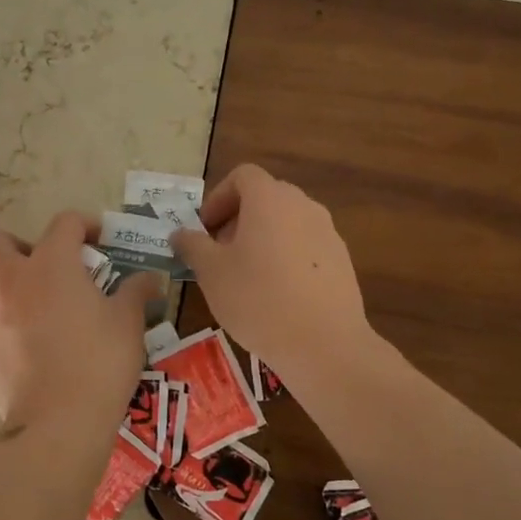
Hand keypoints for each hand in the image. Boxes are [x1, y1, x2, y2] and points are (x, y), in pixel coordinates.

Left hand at [0, 212, 155, 442]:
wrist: (56, 424)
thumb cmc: (99, 362)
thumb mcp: (129, 324)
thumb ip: (136, 292)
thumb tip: (148, 279)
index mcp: (52, 265)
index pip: (64, 222)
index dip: (86, 224)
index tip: (103, 242)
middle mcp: (16, 282)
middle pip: (0, 242)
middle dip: (22, 244)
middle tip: (51, 265)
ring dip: (23, 290)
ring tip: (55, 318)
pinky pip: (2, 325)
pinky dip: (19, 328)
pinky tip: (44, 354)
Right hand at [169, 165, 372, 384]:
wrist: (324, 343)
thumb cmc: (257, 298)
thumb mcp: (211, 272)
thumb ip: (192, 246)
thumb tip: (179, 234)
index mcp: (269, 198)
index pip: (242, 176)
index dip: (218, 198)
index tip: (205, 229)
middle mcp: (302, 205)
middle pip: (265, 197)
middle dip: (237, 218)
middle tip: (219, 253)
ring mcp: (327, 232)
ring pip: (286, 222)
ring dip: (262, 237)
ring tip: (246, 275)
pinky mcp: (341, 260)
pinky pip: (305, 245)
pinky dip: (286, 256)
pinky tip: (276, 294)